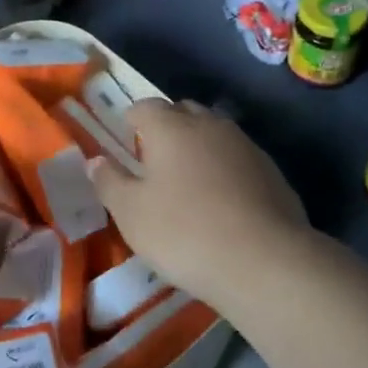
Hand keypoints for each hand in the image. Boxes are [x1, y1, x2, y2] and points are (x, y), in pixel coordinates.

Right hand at [89, 100, 308, 306]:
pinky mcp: (271, 170)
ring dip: (199, 147)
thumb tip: (96, 160)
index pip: (145, 106)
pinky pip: (238, 158)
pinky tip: (223, 202)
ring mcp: (245, 145)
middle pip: (183, 112)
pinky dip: (225, 169)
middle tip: (155, 161)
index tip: (126, 142)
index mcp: (170, 127)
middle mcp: (209, 124)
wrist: (263, 260)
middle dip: (167, 128)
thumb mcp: (130, 213)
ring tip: (189, 182)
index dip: (132, 120)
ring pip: (214, 133)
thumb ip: (109, 182)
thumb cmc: (184, 232)